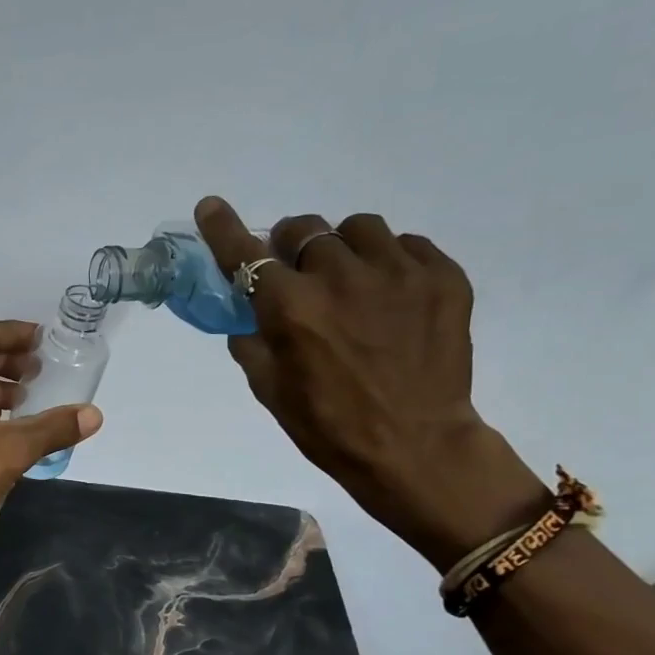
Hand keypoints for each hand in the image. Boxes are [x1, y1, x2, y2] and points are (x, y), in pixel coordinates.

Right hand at [194, 198, 546, 569]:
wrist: (416, 447)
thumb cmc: (329, 427)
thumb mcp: (270, 390)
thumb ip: (252, 342)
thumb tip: (249, 316)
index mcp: (291, 309)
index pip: (246, 254)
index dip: (224, 228)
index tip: (211, 206)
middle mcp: (341, 277)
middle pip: (304, 229)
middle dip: (291, 246)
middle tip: (296, 273)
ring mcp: (397, 273)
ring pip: (358, 228)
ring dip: (342, 247)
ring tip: (350, 280)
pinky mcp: (443, 277)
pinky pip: (407, 245)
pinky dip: (389, 261)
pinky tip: (389, 295)